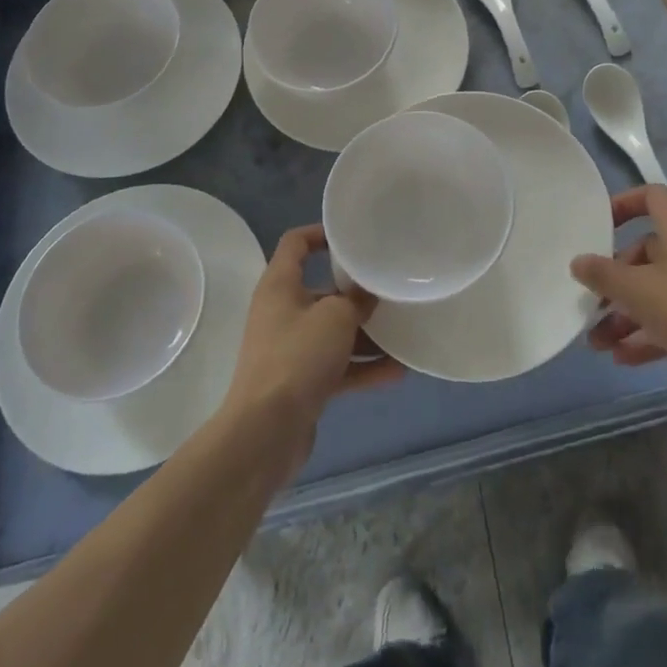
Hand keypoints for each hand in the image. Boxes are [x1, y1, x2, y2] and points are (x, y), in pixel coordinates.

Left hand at [222, 225, 402, 475]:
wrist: (265, 433)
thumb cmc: (297, 357)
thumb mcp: (335, 316)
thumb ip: (357, 299)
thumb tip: (368, 294)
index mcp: (280, 285)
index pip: (296, 243)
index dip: (322, 233)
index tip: (353, 238)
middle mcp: (282, 312)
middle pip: (321, 290)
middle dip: (355, 292)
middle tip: (388, 289)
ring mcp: (290, 349)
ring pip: (332, 332)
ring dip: (365, 334)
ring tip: (401, 332)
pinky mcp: (300, 383)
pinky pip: (336, 366)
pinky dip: (361, 367)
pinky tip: (396, 371)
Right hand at [571, 186, 666, 409]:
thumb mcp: (637, 291)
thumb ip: (602, 275)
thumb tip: (578, 262)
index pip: (652, 197)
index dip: (624, 204)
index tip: (600, 224)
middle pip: (648, 253)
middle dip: (616, 281)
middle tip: (595, 302)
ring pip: (659, 291)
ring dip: (627, 314)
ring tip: (600, 342)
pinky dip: (649, 332)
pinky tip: (623, 357)